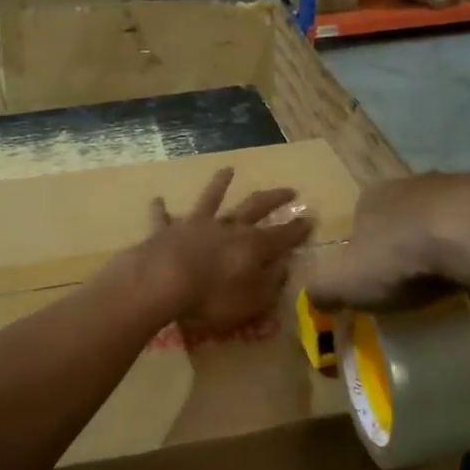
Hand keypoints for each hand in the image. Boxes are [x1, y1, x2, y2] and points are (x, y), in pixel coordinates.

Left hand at [137, 168, 314, 333]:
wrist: (163, 280)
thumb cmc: (213, 296)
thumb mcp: (253, 299)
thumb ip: (271, 283)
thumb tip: (284, 267)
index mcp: (253, 246)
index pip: (283, 235)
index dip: (298, 229)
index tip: (312, 218)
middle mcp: (228, 228)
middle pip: (255, 207)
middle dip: (274, 198)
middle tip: (290, 190)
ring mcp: (196, 225)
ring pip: (211, 199)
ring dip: (219, 184)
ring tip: (227, 170)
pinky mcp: (166, 231)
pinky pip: (163, 217)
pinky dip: (161, 209)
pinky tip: (158, 199)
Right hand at [306, 172, 469, 310]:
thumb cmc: (400, 256)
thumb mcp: (344, 282)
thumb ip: (322, 291)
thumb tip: (314, 299)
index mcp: (374, 199)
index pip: (362, 226)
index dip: (366, 259)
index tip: (376, 289)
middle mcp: (415, 185)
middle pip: (407, 226)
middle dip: (410, 258)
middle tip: (416, 296)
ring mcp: (460, 189)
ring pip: (449, 232)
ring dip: (450, 262)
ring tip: (456, 300)